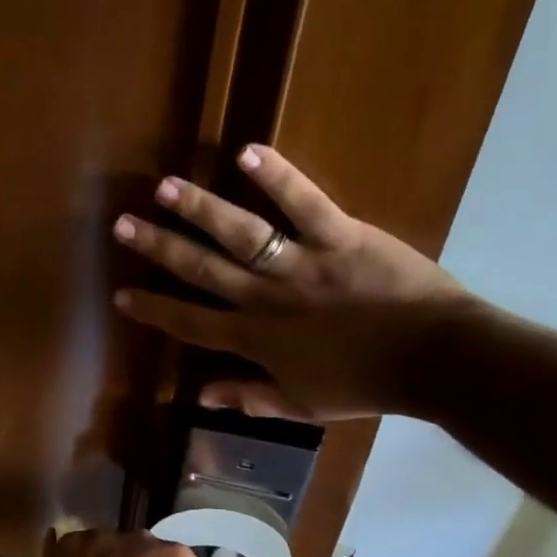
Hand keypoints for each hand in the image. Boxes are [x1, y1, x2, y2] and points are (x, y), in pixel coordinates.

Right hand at [111, 144, 474, 420]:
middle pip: (202, 270)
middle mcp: (267, 298)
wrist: (435, 360)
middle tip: (122, 225)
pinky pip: (304, 203)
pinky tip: (246, 151)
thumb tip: (200, 396)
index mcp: (257, 339)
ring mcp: (301, 265)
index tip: (121, 294)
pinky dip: (277, 177)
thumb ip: (250, 398)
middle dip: (159, 248)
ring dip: (199, 210)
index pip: (191, 323)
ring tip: (164, 187)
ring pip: (240, 234)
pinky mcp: (340, 236)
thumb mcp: (303, 405)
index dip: (154, 309)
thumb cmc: (366, 384)